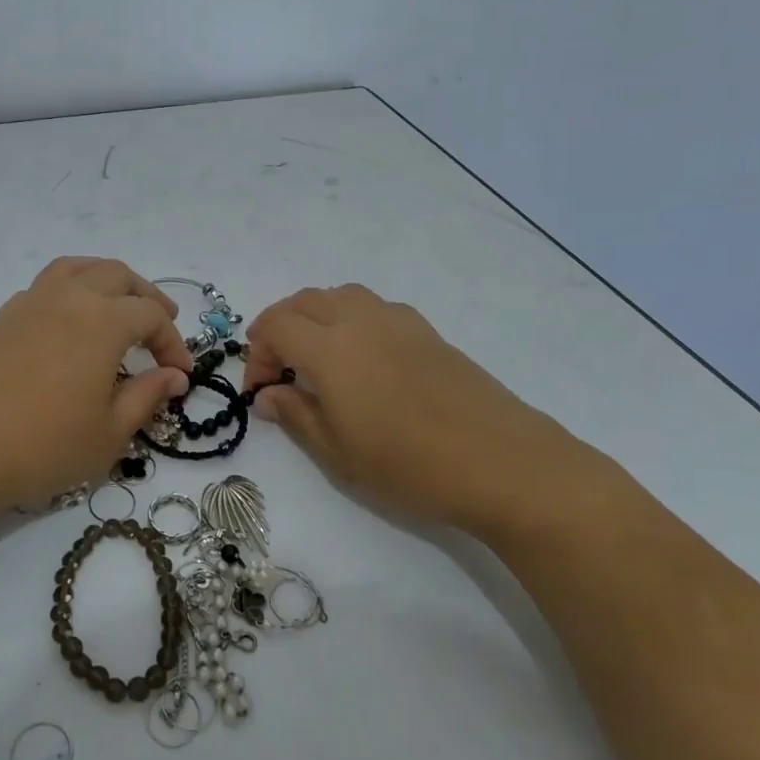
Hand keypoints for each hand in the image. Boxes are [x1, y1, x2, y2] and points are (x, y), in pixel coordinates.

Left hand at [0, 257, 191, 511]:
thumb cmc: (42, 445)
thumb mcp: (109, 432)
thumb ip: (147, 396)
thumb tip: (174, 376)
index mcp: (103, 321)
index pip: (151, 316)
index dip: (173, 343)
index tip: (180, 375)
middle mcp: (69, 297)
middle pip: (118, 276)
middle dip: (147, 298)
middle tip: (163, 323)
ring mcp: (31, 302)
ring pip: (79, 268)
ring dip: (108, 280)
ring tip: (121, 303)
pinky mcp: (4, 316)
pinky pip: (48, 284)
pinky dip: (72, 288)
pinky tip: (72, 321)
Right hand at [244, 284, 617, 544]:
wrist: (501, 462)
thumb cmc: (408, 464)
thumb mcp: (337, 452)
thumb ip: (296, 415)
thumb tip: (268, 395)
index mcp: (330, 347)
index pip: (276, 327)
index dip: (258, 353)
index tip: (260, 390)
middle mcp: (359, 320)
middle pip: (304, 301)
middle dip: (280, 327)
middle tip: (278, 369)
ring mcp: (397, 320)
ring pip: (340, 295)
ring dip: (314, 315)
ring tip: (315, 355)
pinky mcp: (427, 331)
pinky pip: (373, 307)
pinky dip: (350, 318)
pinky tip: (362, 357)